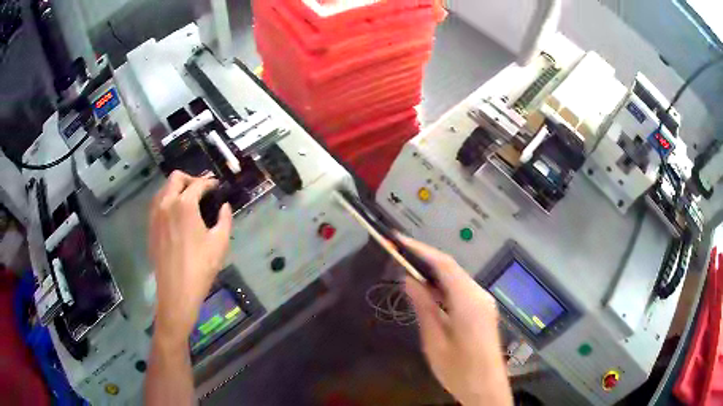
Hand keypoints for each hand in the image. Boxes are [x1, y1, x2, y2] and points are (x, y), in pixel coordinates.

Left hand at [148, 171, 232, 345]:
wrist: (177, 291)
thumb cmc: (201, 267)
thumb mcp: (220, 243)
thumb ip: (225, 219)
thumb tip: (224, 206)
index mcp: (184, 204)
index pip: (198, 184)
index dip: (210, 183)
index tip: (217, 187)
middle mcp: (166, 203)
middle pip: (176, 178)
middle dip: (190, 179)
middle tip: (202, 190)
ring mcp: (155, 215)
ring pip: (163, 189)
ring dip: (176, 188)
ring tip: (188, 201)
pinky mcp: (150, 227)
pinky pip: (157, 204)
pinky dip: (167, 201)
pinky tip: (176, 216)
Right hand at [400, 236, 512, 405]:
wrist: (486, 387)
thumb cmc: (458, 370)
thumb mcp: (434, 341)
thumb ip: (424, 307)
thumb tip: (409, 279)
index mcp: (468, 301)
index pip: (444, 265)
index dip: (421, 250)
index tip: (398, 240)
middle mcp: (479, 295)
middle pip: (451, 268)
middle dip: (425, 259)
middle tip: (398, 255)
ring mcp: (484, 301)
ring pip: (456, 278)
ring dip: (433, 273)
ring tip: (407, 271)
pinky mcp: (483, 309)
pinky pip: (461, 290)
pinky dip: (443, 286)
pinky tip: (428, 292)